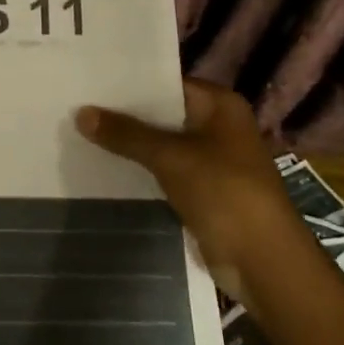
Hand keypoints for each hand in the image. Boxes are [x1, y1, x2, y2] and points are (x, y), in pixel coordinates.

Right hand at [76, 79, 296, 304]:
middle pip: (162, 113)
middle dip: (125, 114)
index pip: (166, 82)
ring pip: (161, 143)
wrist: (265, 264)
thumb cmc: (225, 193)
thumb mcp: (171, 157)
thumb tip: (81, 112)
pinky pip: (164, 170)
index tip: (90, 80)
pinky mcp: (203, 189)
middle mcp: (217, 126)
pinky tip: (104, 164)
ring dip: (130, 143)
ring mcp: (211, 159)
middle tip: (78, 103)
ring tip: (81, 131)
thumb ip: (126, 134)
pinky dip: (140, 168)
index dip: (129, 82)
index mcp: (220, 105)